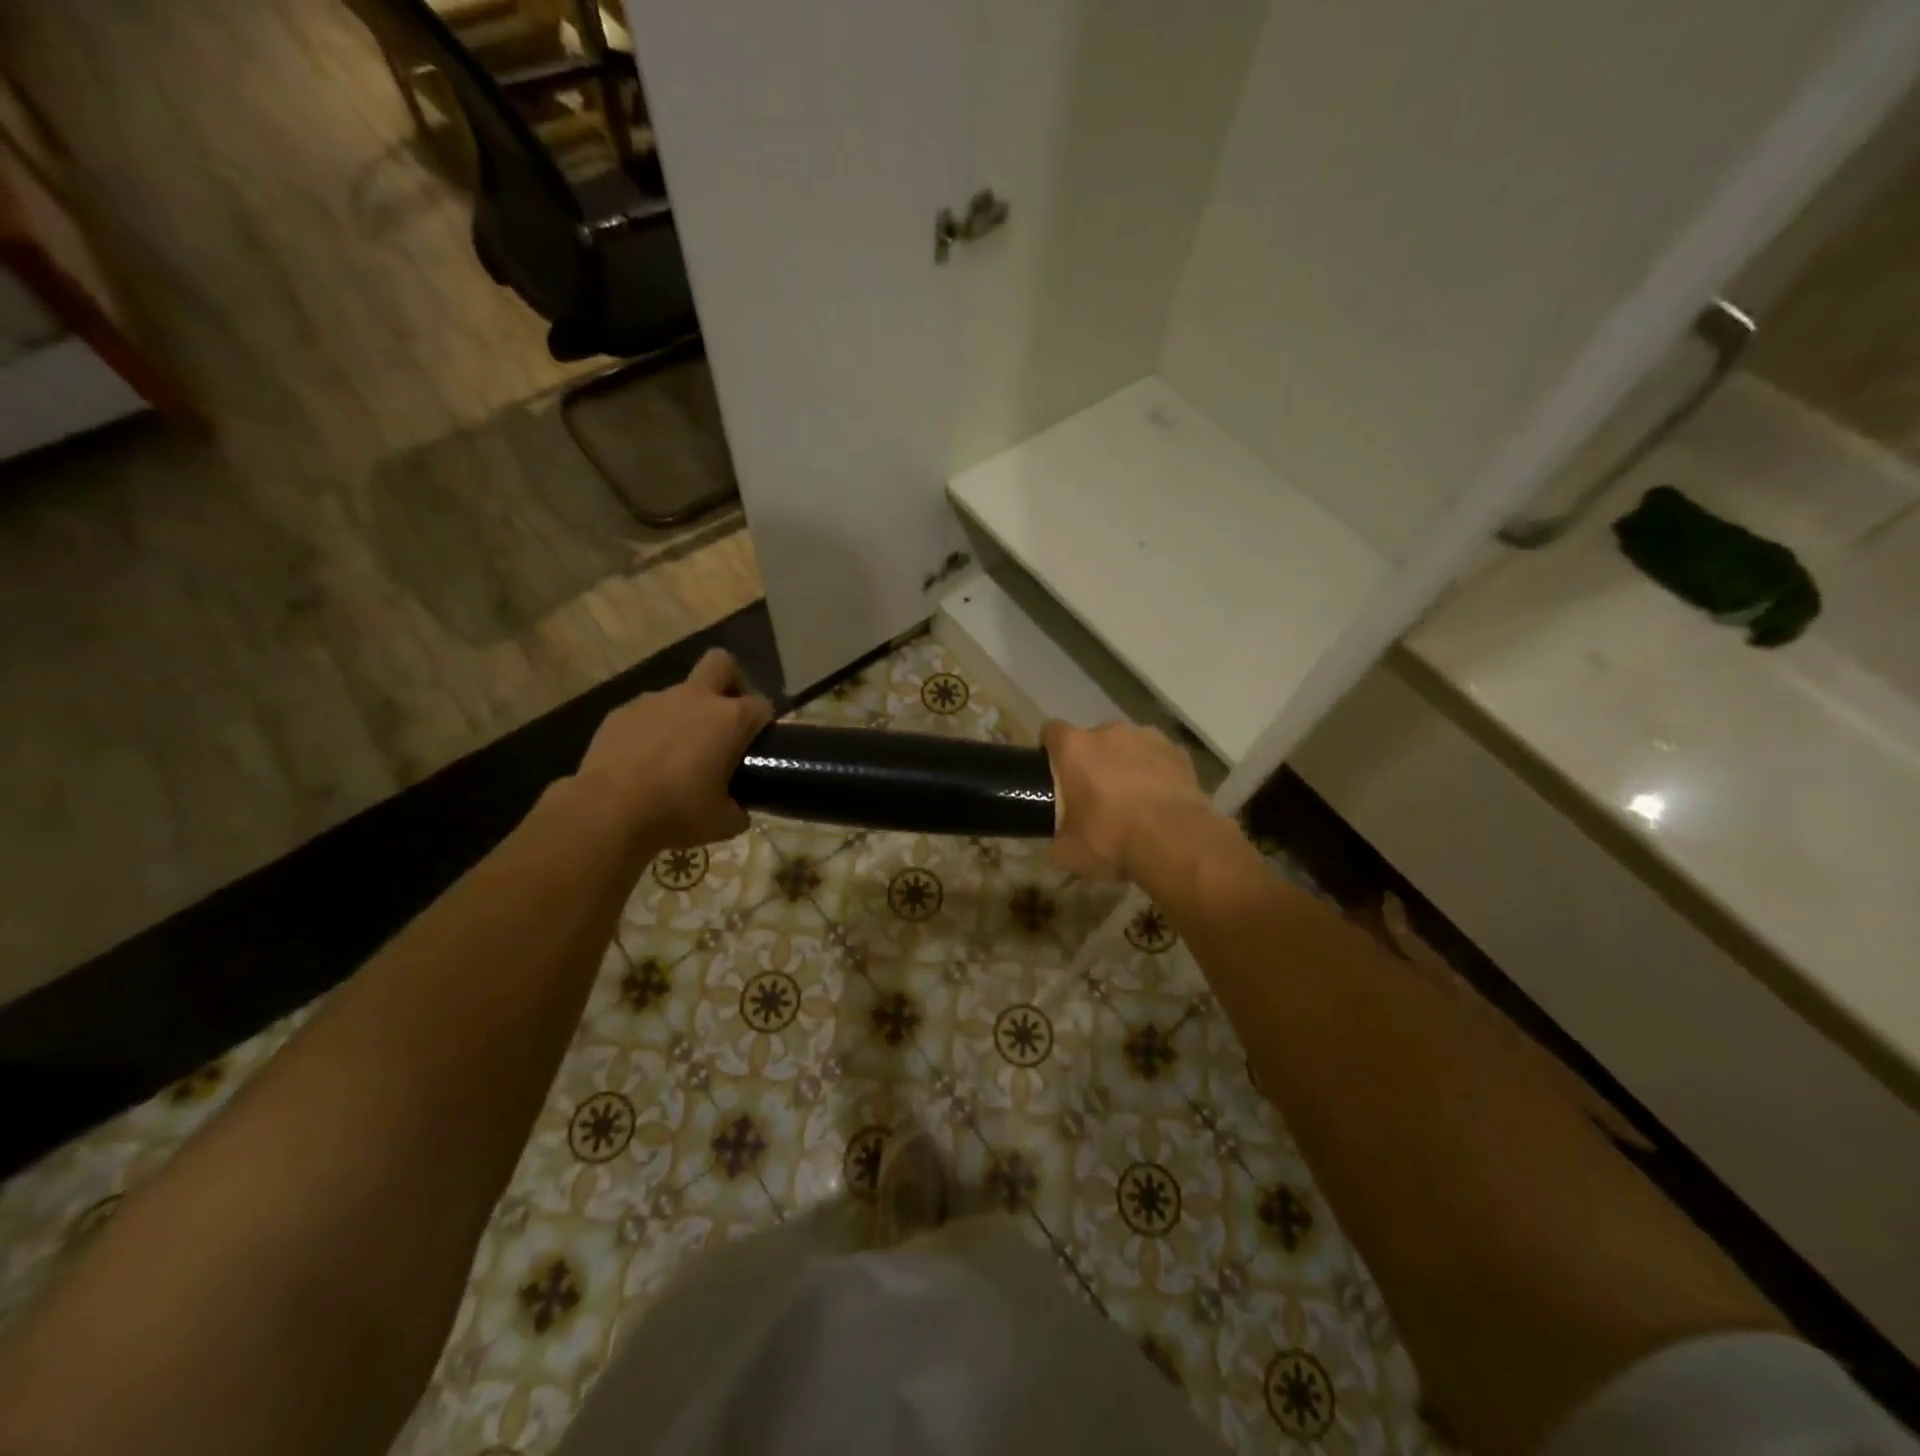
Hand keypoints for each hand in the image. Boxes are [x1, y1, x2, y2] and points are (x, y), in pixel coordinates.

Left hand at [575, 648, 773, 847]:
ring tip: (675, 755)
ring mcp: (655, 701)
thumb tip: (738, 810)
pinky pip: (646, 714)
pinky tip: (642, 761)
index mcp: (730, 719)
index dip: (762, 723)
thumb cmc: (678, 812)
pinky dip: (651, 730)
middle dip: (729, 683)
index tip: (756, 746)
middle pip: (721, 664)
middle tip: (724, 720)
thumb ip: (738, 810)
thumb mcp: (723, 823)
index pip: (761, 705)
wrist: (609, 810)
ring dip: (684, 715)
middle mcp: (695, 699)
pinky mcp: (621, 712)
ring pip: (679, 693)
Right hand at [1042, 719, 1215, 880]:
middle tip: (1095, 793)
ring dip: (1125, 762)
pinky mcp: (1178, 751)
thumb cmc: (1112, 840)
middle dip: (1092, 760)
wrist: (1175, 843)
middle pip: (1093, 739)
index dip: (1050, 749)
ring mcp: (1147, 737)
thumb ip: (1057, 836)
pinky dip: (1155, 771)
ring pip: (1128, 745)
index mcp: (1075, 748)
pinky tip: (1160, 798)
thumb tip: (1060, 837)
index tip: (1054, 771)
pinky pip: (1158, 756)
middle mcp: (1109, 732)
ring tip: (1133, 796)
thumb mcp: (1068, 851)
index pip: (1052, 731)